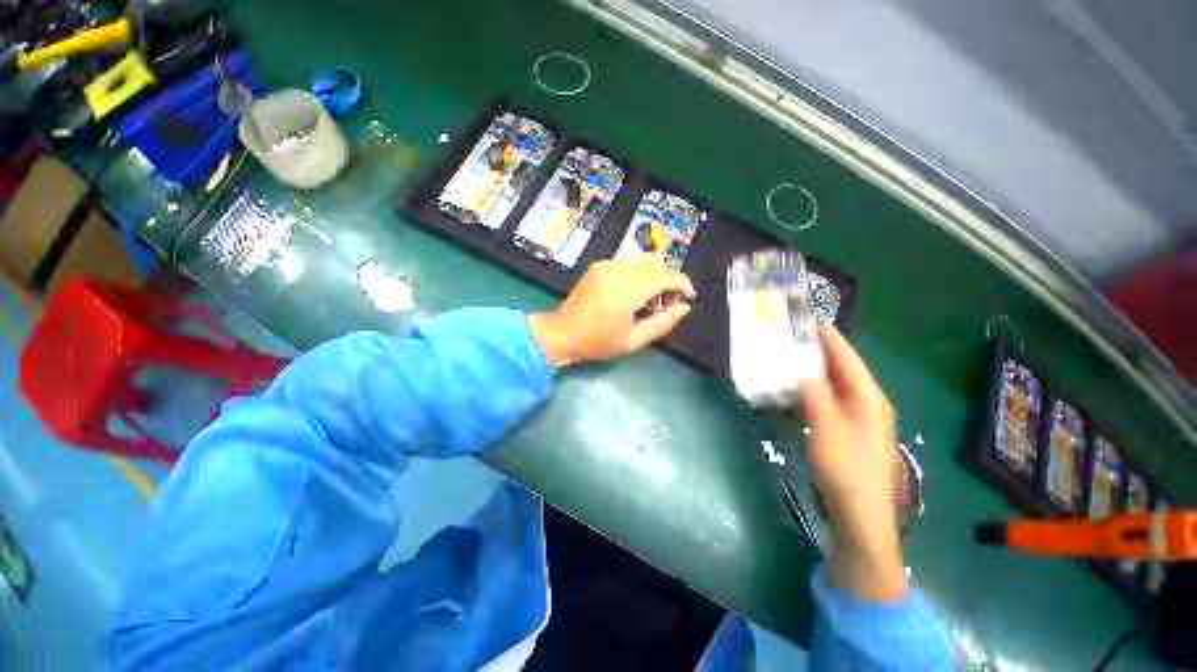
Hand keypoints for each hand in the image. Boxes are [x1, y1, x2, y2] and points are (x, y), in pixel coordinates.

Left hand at [529, 257, 695, 367]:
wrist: (561, 333)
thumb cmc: (597, 343)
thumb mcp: (633, 341)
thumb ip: (662, 323)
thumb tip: (684, 307)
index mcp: (624, 293)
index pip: (664, 276)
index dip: (682, 284)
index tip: (689, 297)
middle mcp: (615, 271)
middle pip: (657, 263)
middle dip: (670, 279)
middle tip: (669, 302)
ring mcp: (605, 265)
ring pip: (645, 259)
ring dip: (657, 274)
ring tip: (653, 297)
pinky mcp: (600, 264)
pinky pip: (630, 261)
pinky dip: (642, 272)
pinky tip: (637, 291)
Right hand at [802, 323, 907, 602]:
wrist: (860, 514)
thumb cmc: (846, 467)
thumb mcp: (825, 425)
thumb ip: (813, 391)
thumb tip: (799, 363)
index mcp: (868, 397)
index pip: (846, 357)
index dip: (829, 337)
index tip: (811, 318)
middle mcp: (866, 403)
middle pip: (842, 369)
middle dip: (819, 351)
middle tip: (793, 335)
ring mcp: (858, 419)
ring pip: (834, 385)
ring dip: (814, 370)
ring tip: (790, 355)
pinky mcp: (847, 432)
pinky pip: (829, 401)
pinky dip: (813, 390)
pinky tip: (797, 389)